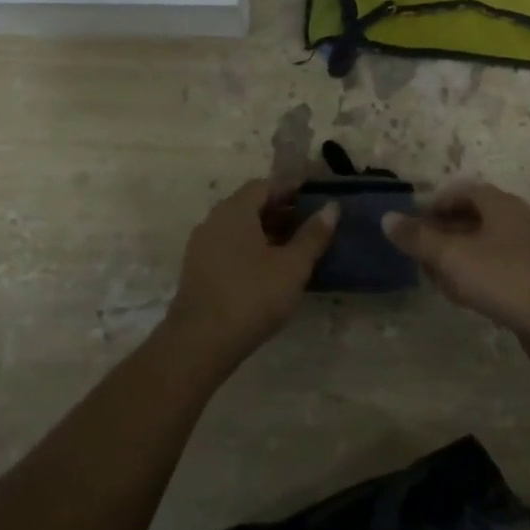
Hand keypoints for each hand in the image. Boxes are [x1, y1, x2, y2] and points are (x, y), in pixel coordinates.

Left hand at [165, 180, 336, 367]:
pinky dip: (252, 248)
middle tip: (310, 222)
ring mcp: (202, 245)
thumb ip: (313, 235)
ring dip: (267, 230)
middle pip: (251, 204)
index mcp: (235, 210)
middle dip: (281, 209)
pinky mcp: (198, 270)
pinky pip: (229, 246)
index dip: (292, 188)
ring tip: (295, 246)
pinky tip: (270, 268)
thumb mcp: (292, 266)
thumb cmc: (251, 296)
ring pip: (239, 227)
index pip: (265, 185)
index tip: (315, 195)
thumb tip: (331, 207)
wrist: (199, 343)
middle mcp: (214, 220)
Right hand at [383, 183, 529, 354]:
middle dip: (441, 235)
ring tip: (435, 279)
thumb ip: (417, 238)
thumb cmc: (504, 279)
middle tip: (418, 255)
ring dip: (456, 258)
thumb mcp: (452, 256)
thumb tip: (386, 218)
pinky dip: (475, 276)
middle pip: (471, 218)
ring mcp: (528, 250)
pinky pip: (496, 269)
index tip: (411, 226)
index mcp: (500, 204)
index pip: (460, 192)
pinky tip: (463, 297)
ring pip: (482, 246)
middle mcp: (516, 220)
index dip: (433, 206)